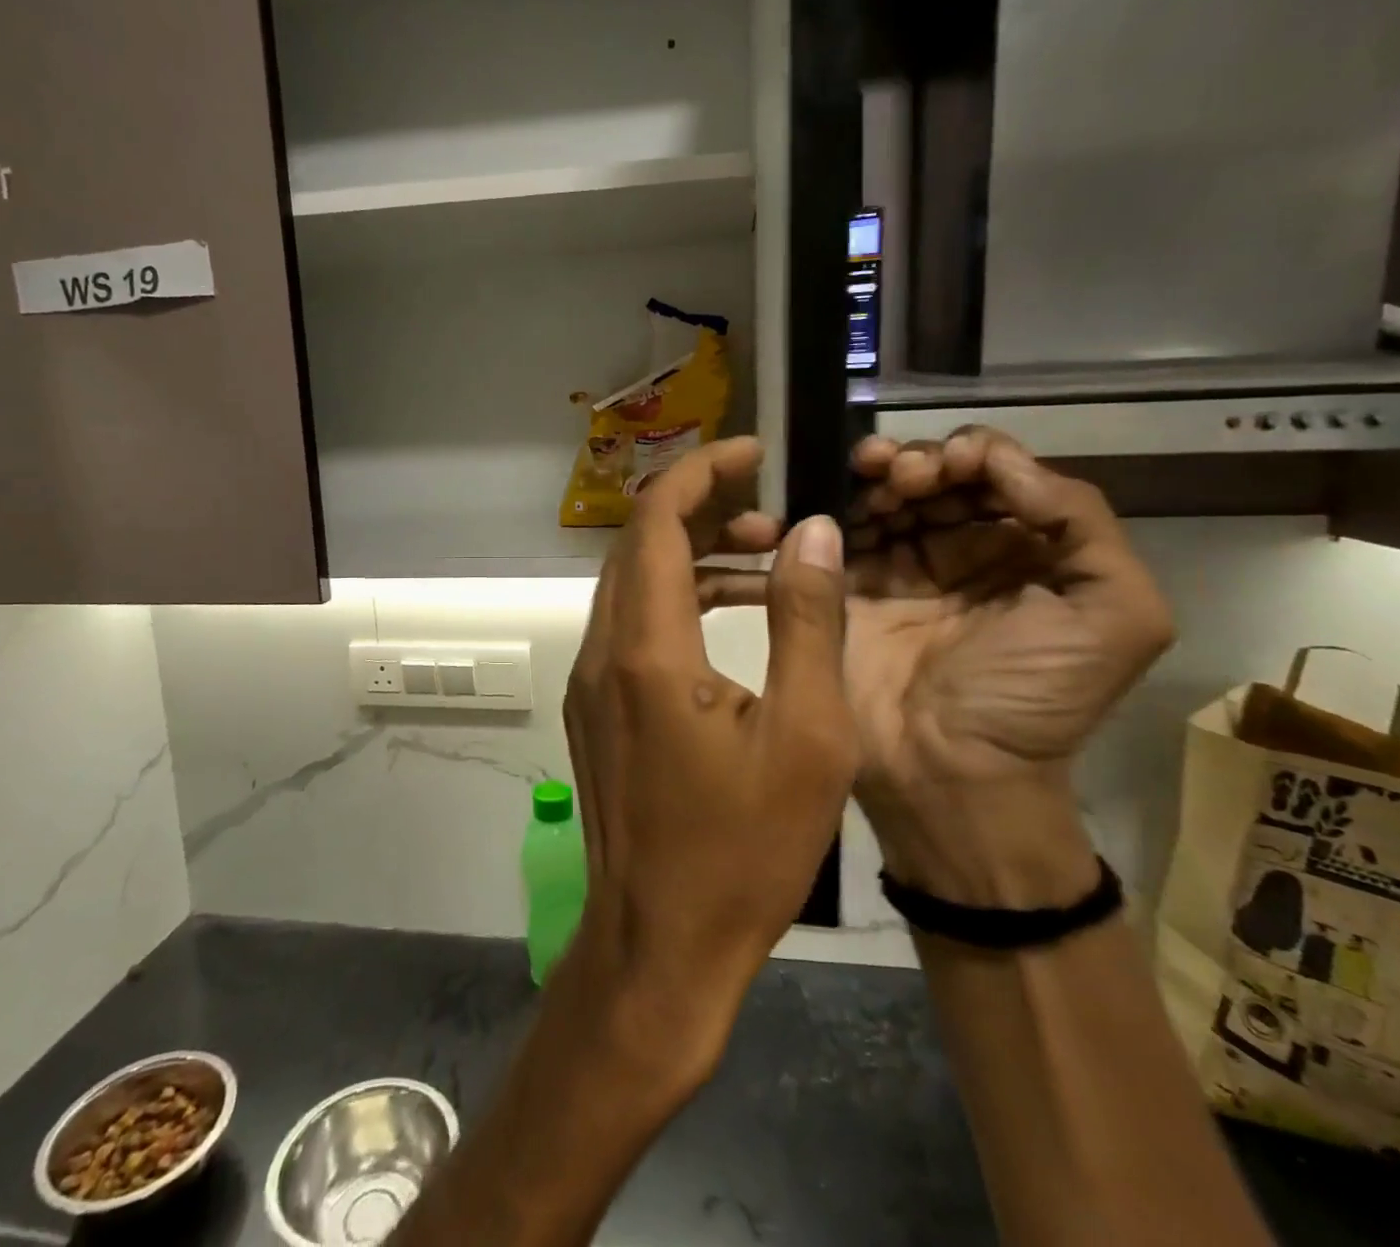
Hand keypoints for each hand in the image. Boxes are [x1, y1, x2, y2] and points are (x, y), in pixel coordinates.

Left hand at [561, 436, 855, 1082]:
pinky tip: (729, 618)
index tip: (751, 452)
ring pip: (632, 584)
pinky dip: (675, 601)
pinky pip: (630, 626)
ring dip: (689, 556)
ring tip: (763, 558)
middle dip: (700, 510)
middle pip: (637, 544)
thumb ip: (806, 621)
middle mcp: (603, 652)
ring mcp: (590, 683)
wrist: (660, 947)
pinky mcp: (594, 710)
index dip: (701, 472)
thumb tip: (810, 531)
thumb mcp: (808, 736)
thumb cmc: (742, 851)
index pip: (655, 521)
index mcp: (648, 650)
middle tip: (769, 512)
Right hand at [842, 429, 1173, 907]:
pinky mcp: (846, 588)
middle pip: (936, 477)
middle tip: (907, 476)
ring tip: (873, 479)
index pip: (999, 475)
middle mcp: (960, 551)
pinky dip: (838, 506)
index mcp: (1025, 550)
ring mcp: (898, 568)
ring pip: (885, 495)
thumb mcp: (1117, 614)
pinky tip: (840, 503)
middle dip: (923, 460)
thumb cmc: (1034, 696)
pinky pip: (838, 533)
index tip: (956, 463)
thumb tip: (1008, 463)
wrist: (949, 771)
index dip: (977, 454)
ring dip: (879, 473)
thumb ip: (1085, 524)